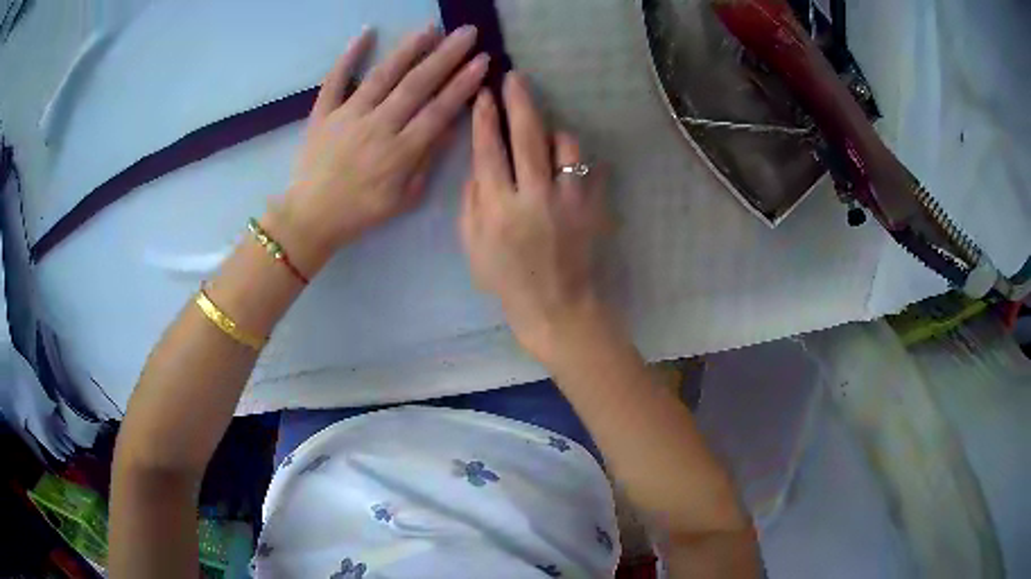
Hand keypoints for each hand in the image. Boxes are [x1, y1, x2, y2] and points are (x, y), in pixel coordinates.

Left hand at [274, 25, 489, 271]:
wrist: (310, 217)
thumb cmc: (361, 212)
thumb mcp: (404, 198)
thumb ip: (427, 160)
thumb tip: (452, 125)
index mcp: (400, 152)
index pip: (438, 110)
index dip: (462, 84)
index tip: (482, 61)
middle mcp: (377, 127)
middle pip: (416, 85)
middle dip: (446, 56)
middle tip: (467, 32)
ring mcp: (347, 116)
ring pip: (382, 76)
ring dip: (409, 49)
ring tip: (431, 28)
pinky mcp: (323, 113)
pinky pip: (335, 79)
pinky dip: (349, 55)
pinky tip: (366, 33)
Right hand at [460, 73, 611, 356]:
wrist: (556, 306)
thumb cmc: (507, 280)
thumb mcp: (472, 246)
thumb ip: (472, 201)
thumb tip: (479, 164)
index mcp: (498, 209)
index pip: (488, 151)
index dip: (484, 119)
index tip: (483, 95)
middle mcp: (534, 198)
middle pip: (526, 136)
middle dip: (518, 101)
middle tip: (514, 78)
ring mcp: (569, 201)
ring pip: (565, 146)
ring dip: (552, 131)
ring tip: (545, 132)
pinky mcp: (593, 208)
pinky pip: (588, 168)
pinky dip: (575, 158)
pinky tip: (565, 161)